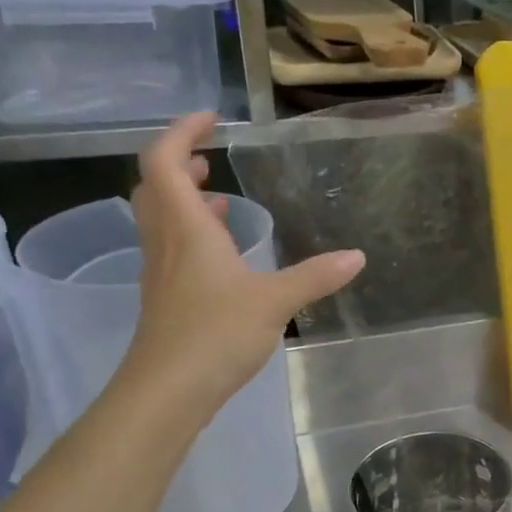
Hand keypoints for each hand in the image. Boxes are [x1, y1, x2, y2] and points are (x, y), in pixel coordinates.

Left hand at [120, 114, 364, 419]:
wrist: (167, 391)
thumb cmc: (215, 334)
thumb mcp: (275, 301)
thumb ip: (316, 276)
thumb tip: (357, 256)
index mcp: (186, 228)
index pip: (162, 161)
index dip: (181, 132)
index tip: (210, 120)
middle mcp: (165, 242)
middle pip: (154, 186)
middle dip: (179, 163)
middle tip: (209, 156)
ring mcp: (160, 272)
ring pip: (161, 219)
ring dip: (183, 200)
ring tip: (218, 198)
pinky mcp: (165, 298)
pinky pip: (171, 248)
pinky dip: (191, 235)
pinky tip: (221, 255)